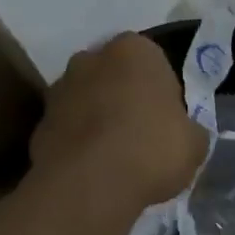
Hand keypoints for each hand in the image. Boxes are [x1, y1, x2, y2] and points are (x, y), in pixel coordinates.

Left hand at [31, 33, 207, 216]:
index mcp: (134, 50)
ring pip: (86, 100)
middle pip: (113, 76)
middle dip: (124, 97)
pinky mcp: (39, 123)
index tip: (167, 119)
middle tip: (140, 134)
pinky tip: (92, 171)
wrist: (90, 184)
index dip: (161, 91)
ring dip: (97, 119)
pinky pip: (67, 129)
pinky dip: (77, 143)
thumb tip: (185, 134)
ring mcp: (59, 89)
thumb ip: (189, 129)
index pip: (153, 61)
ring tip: (114, 157)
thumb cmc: (151, 149)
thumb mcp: (195, 143)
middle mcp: (91, 58)